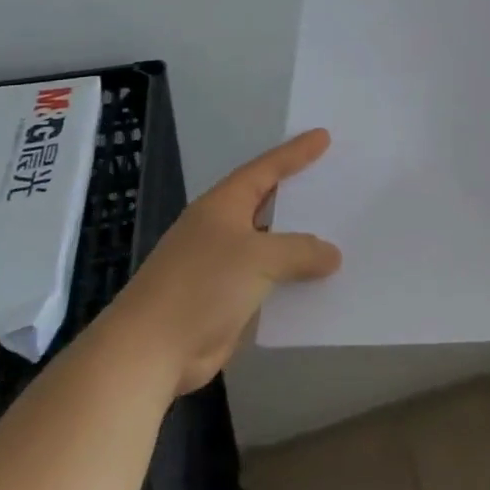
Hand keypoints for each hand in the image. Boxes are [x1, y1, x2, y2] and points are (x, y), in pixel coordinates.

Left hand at [107, 129, 340, 396]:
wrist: (149, 352)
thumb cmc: (202, 286)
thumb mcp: (259, 257)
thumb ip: (300, 250)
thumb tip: (332, 254)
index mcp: (222, 206)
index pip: (265, 170)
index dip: (295, 153)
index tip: (323, 137)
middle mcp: (220, 230)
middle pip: (267, 205)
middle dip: (299, 195)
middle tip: (335, 179)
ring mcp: (221, 267)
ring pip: (270, 246)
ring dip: (300, 244)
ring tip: (339, 231)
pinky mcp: (225, 301)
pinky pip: (269, 282)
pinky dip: (292, 280)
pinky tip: (320, 281)